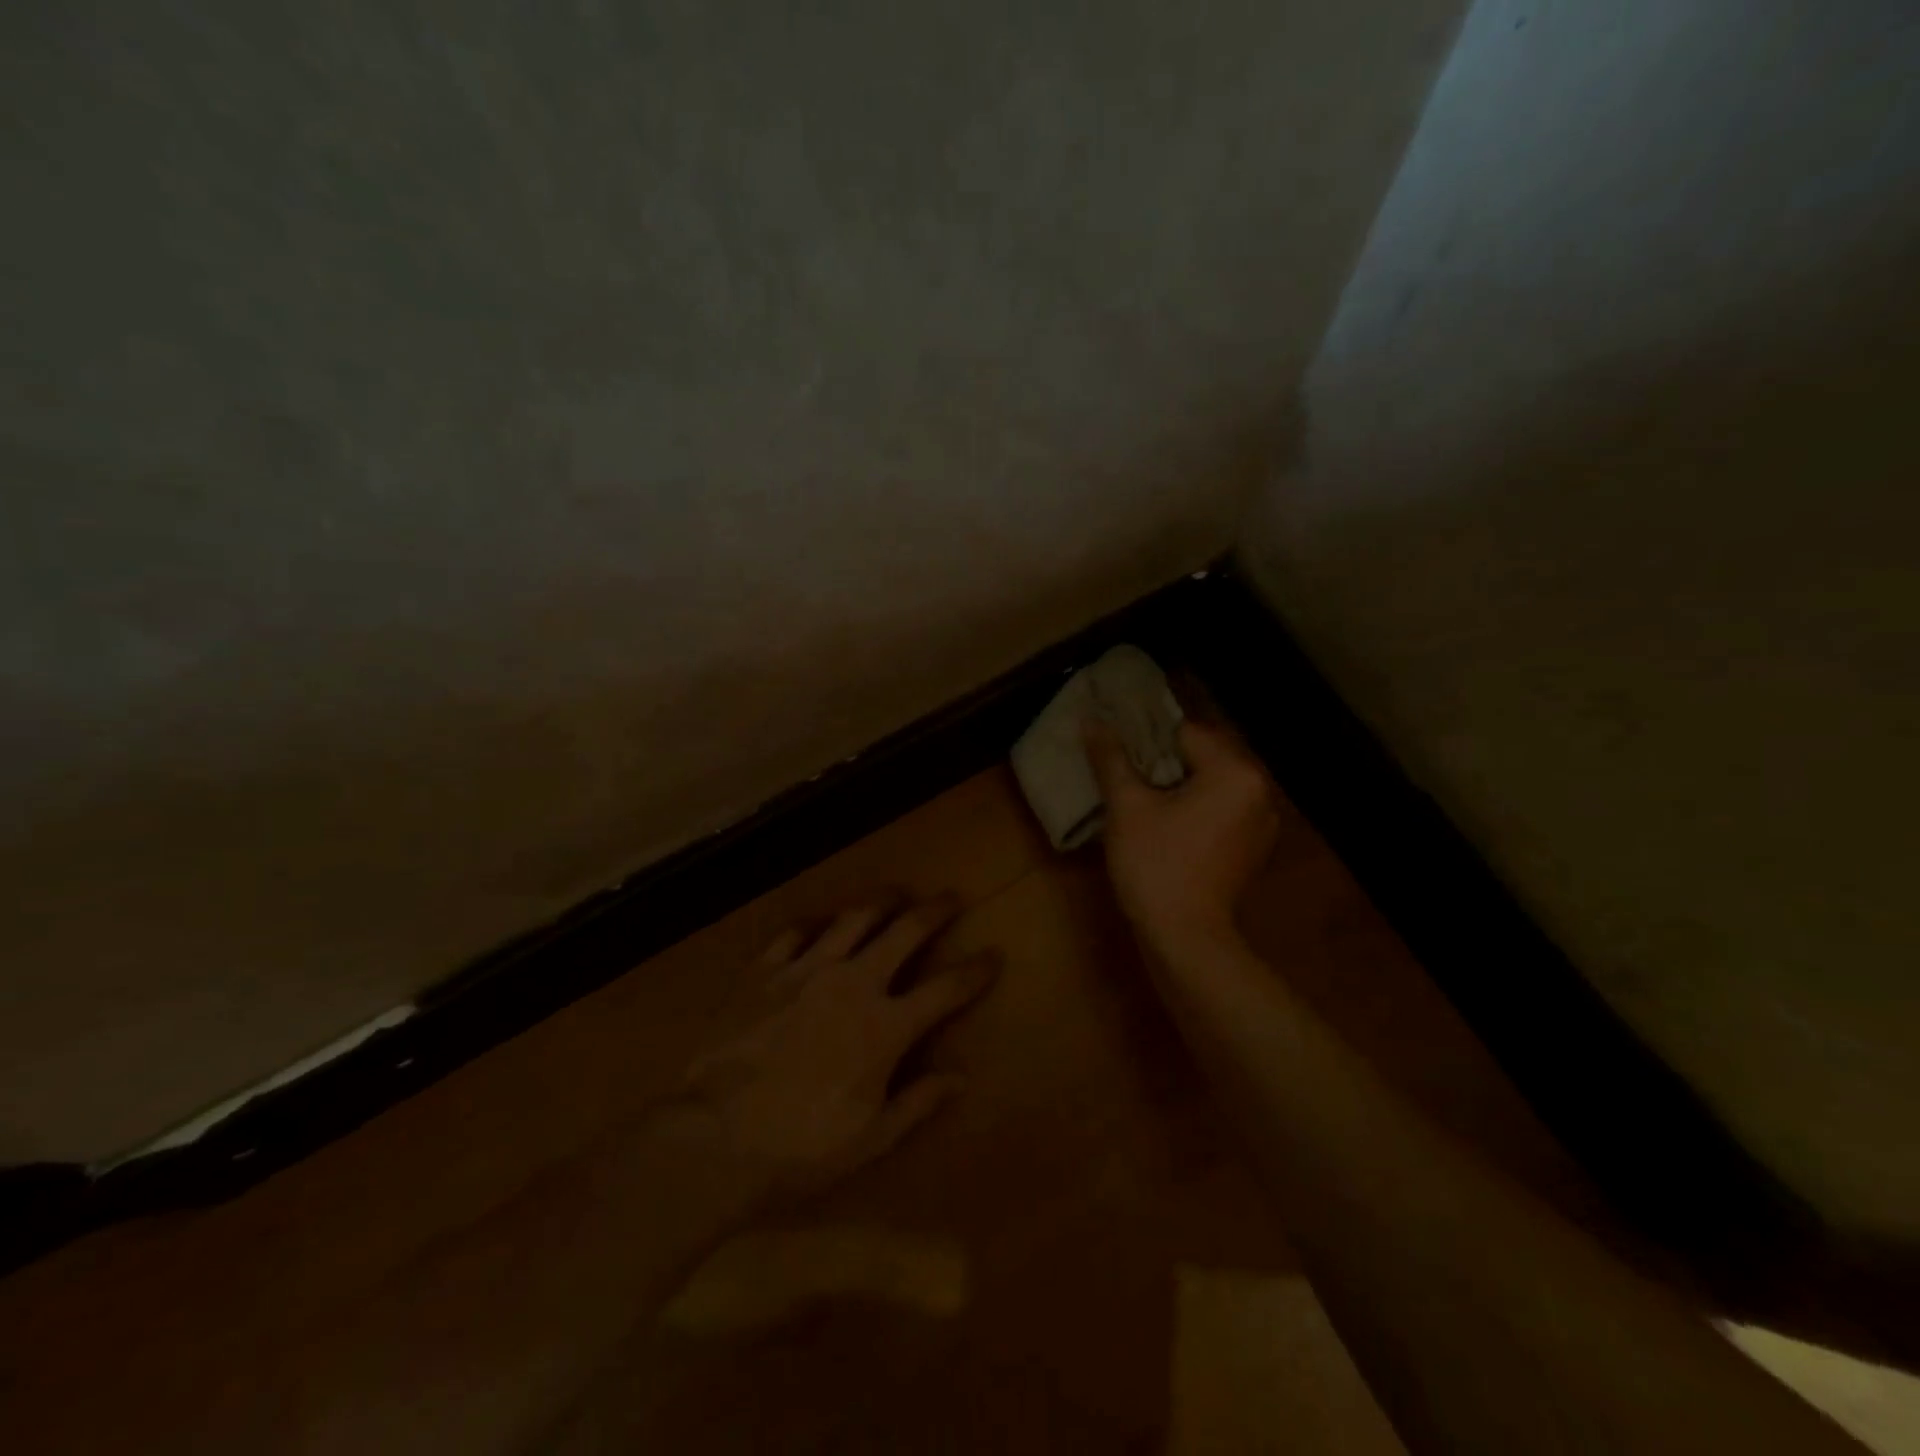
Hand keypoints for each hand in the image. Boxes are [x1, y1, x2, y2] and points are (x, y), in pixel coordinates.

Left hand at [667, 897, 998, 1205]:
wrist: (713, 1139)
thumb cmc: (800, 1149)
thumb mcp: (870, 1139)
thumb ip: (918, 1102)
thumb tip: (961, 1076)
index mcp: (885, 1026)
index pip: (945, 990)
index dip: (975, 971)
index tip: (993, 955)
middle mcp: (852, 983)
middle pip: (904, 932)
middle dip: (934, 911)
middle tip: (950, 898)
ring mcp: (805, 970)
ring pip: (853, 919)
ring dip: (880, 902)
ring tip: (895, 893)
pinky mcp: (764, 971)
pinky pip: (794, 934)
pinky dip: (813, 926)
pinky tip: (819, 924)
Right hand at [1086, 717, 1280, 953]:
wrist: (1185, 938)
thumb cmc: (1155, 864)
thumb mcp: (1127, 806)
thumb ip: (1112, 759)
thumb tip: (1091, 720)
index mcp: (1235, 772)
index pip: (1186, 733)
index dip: (1147, 738)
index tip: (1118, 752)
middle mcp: (1259, 790)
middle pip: (1202, 757)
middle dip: (1162, 762)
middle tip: (1124, 774)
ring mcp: (1261, 822)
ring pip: (1210, 785)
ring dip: (1178, 786)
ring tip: (1140, 798)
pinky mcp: (1252, 848)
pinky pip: (1220, 811)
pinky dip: (1194, 809)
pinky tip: (1166, 825)